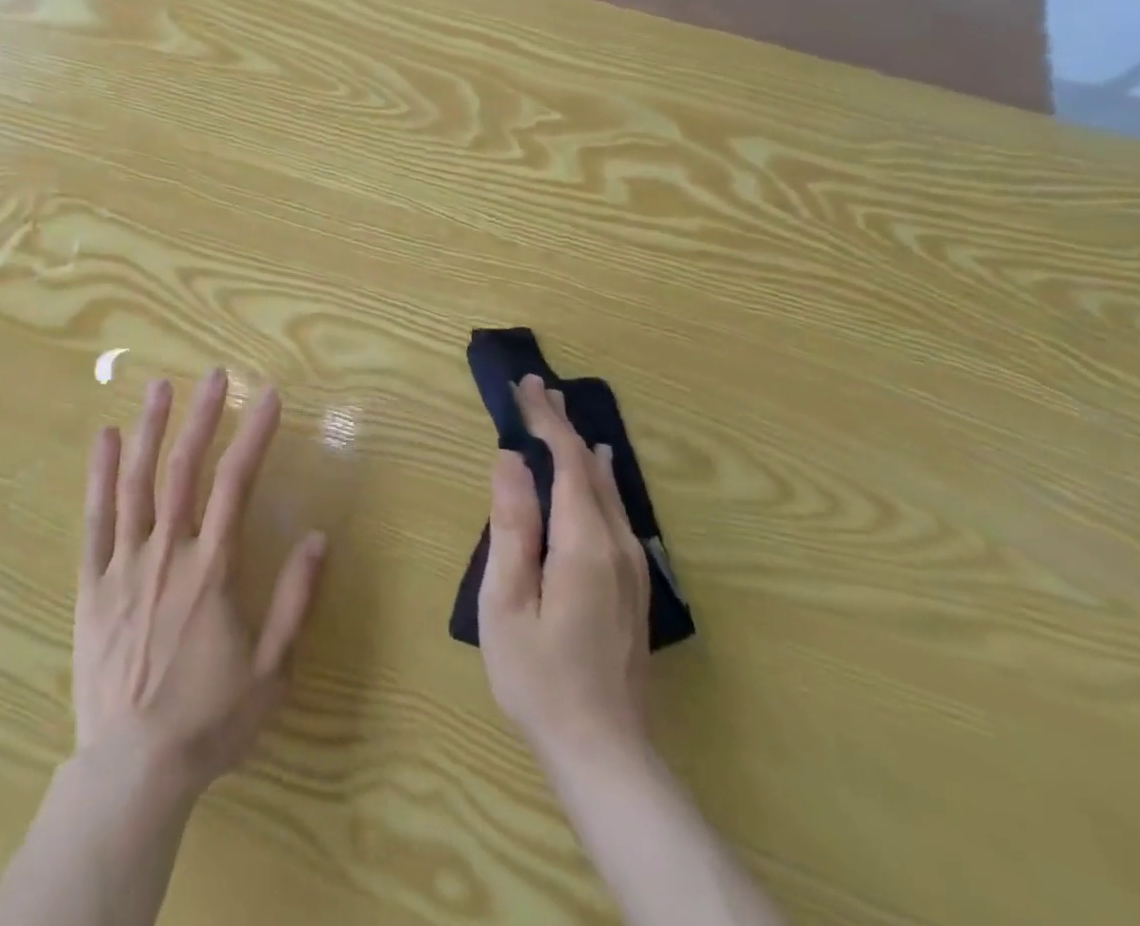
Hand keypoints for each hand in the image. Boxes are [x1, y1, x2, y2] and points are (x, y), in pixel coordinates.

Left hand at [75, 370, 327, 801]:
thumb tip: (319, 537)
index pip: (237, 484)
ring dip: (151, 429)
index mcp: (213, 569)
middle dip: (203, 417)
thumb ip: (295, 600)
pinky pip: (94, 520)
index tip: (269, 397)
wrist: (133, 768)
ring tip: (161, 386)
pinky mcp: (92, 583)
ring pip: (137, 483)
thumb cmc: (209, 720)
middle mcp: (169, 553)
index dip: (255, 435)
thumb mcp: (272, 670)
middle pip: (186, 470)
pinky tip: (105, 438)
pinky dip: (99, 475)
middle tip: (215, 375)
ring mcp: (125, 564)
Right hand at [479, 374, 650, 766]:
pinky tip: (596, 470)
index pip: (568, 463)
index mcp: (584, 544)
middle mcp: (617, 546)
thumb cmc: (538, 675)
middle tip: (537, 388)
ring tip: (559, 417)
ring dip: (579, 448)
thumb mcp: (506, 601)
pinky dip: (596, 477)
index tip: (524, 387)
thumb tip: (511, 460)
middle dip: (562, 426)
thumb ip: (512, 525)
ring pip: (608, 489)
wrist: (604, 752)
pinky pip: (615, 511)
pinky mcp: (632, 585)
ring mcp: (631, 567)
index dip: (546, 421)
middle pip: (591, 469)